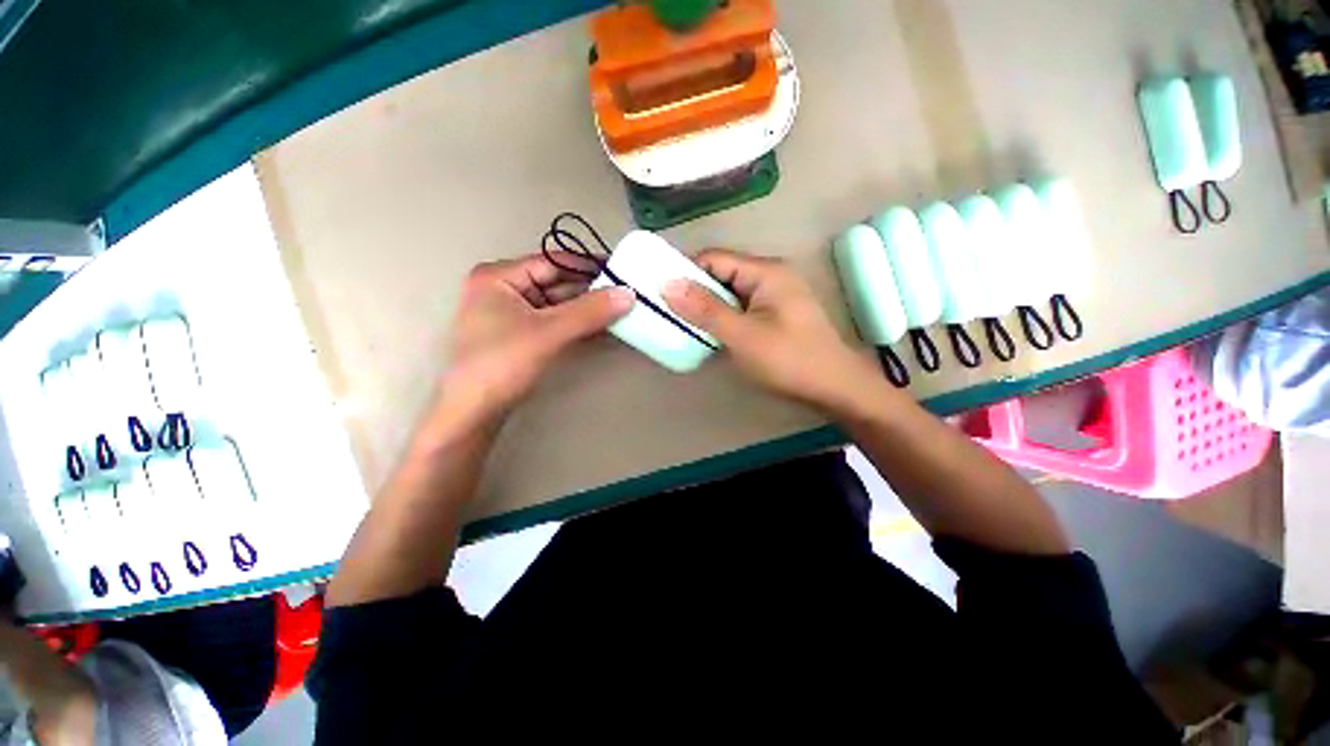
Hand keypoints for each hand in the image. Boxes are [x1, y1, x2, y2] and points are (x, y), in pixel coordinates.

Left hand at [437, 254, 632, 427]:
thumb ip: (589, 311)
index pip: (551, 261)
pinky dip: (568, 323)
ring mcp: (500, 313)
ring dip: (581, 309)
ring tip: (618, 310)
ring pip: (550, 303)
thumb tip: (628, 293)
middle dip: (587, 290)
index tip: (623, 271)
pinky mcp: (508, 336)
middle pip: (551, 281)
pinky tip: (596, 327)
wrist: (470, 414)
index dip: (588, 266)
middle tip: (626, 294)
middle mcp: (496, 288)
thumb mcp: (547, 334)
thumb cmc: (499, 365)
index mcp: (496, 276)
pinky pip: (544, 321)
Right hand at [662, 250, 885, 414]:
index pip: (714, 258)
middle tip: (664, 312)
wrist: (836, 388)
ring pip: (731, 292)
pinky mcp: (779, 315)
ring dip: (708, 307)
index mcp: (765, 271)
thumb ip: (704, 309)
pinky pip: (743, 307)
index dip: (684, 272)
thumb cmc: (790, 360)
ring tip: (681, 325)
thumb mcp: (742, 336)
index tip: (657, 293)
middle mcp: (772, 275)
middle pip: (722, 273)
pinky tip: (710, 335)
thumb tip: (666, 284)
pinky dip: (725, 317)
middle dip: (694, 291)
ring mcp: (777, 295)